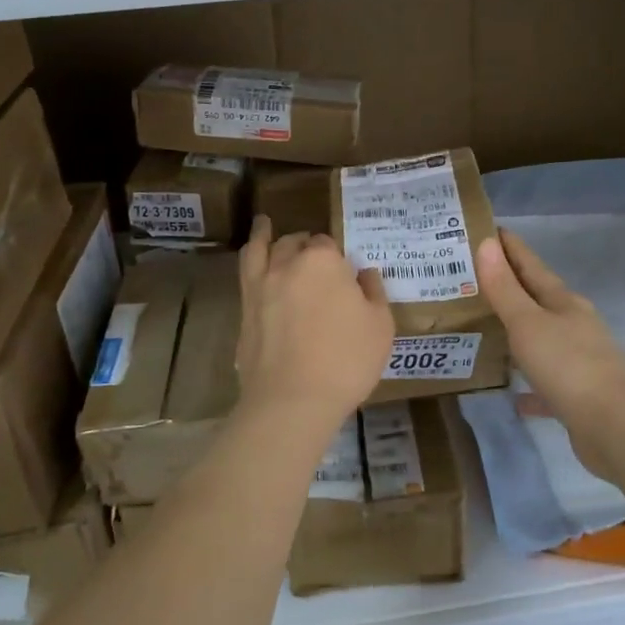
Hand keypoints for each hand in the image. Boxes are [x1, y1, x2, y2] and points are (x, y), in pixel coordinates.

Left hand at [237, 216, 394, 440]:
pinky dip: (249, 256)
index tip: (343, 275)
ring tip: (264, 224)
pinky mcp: (245, 308)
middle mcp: (288, 263)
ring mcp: (261, 285)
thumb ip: (373, 293)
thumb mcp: (380, 327)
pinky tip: (251, 256)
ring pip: (263, 248)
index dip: (337, 258)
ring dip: (266, 235)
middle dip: (306, 246)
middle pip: (296, 243)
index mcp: (324, 261)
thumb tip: (365, 274)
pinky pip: (244, 271)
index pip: (329, 245)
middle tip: (315, 257)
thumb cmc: (346, 361)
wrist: (293, 400)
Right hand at [476, 228, 624, 481]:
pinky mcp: (578, 395)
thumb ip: (505, 287)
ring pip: (541, 338)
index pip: (531, 265)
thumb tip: (488, 243)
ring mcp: (579, 360)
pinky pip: (545, 383)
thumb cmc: (568, 366)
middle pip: (537, 299)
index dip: (510, 247)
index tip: (487, 229)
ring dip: (517, 332)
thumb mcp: (528, 323)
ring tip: (484, 327)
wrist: (616, 428)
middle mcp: (573, 325)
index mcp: (563, 302)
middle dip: (509, 287)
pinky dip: (528, 384)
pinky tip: (511, 392)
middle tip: (472, 277)